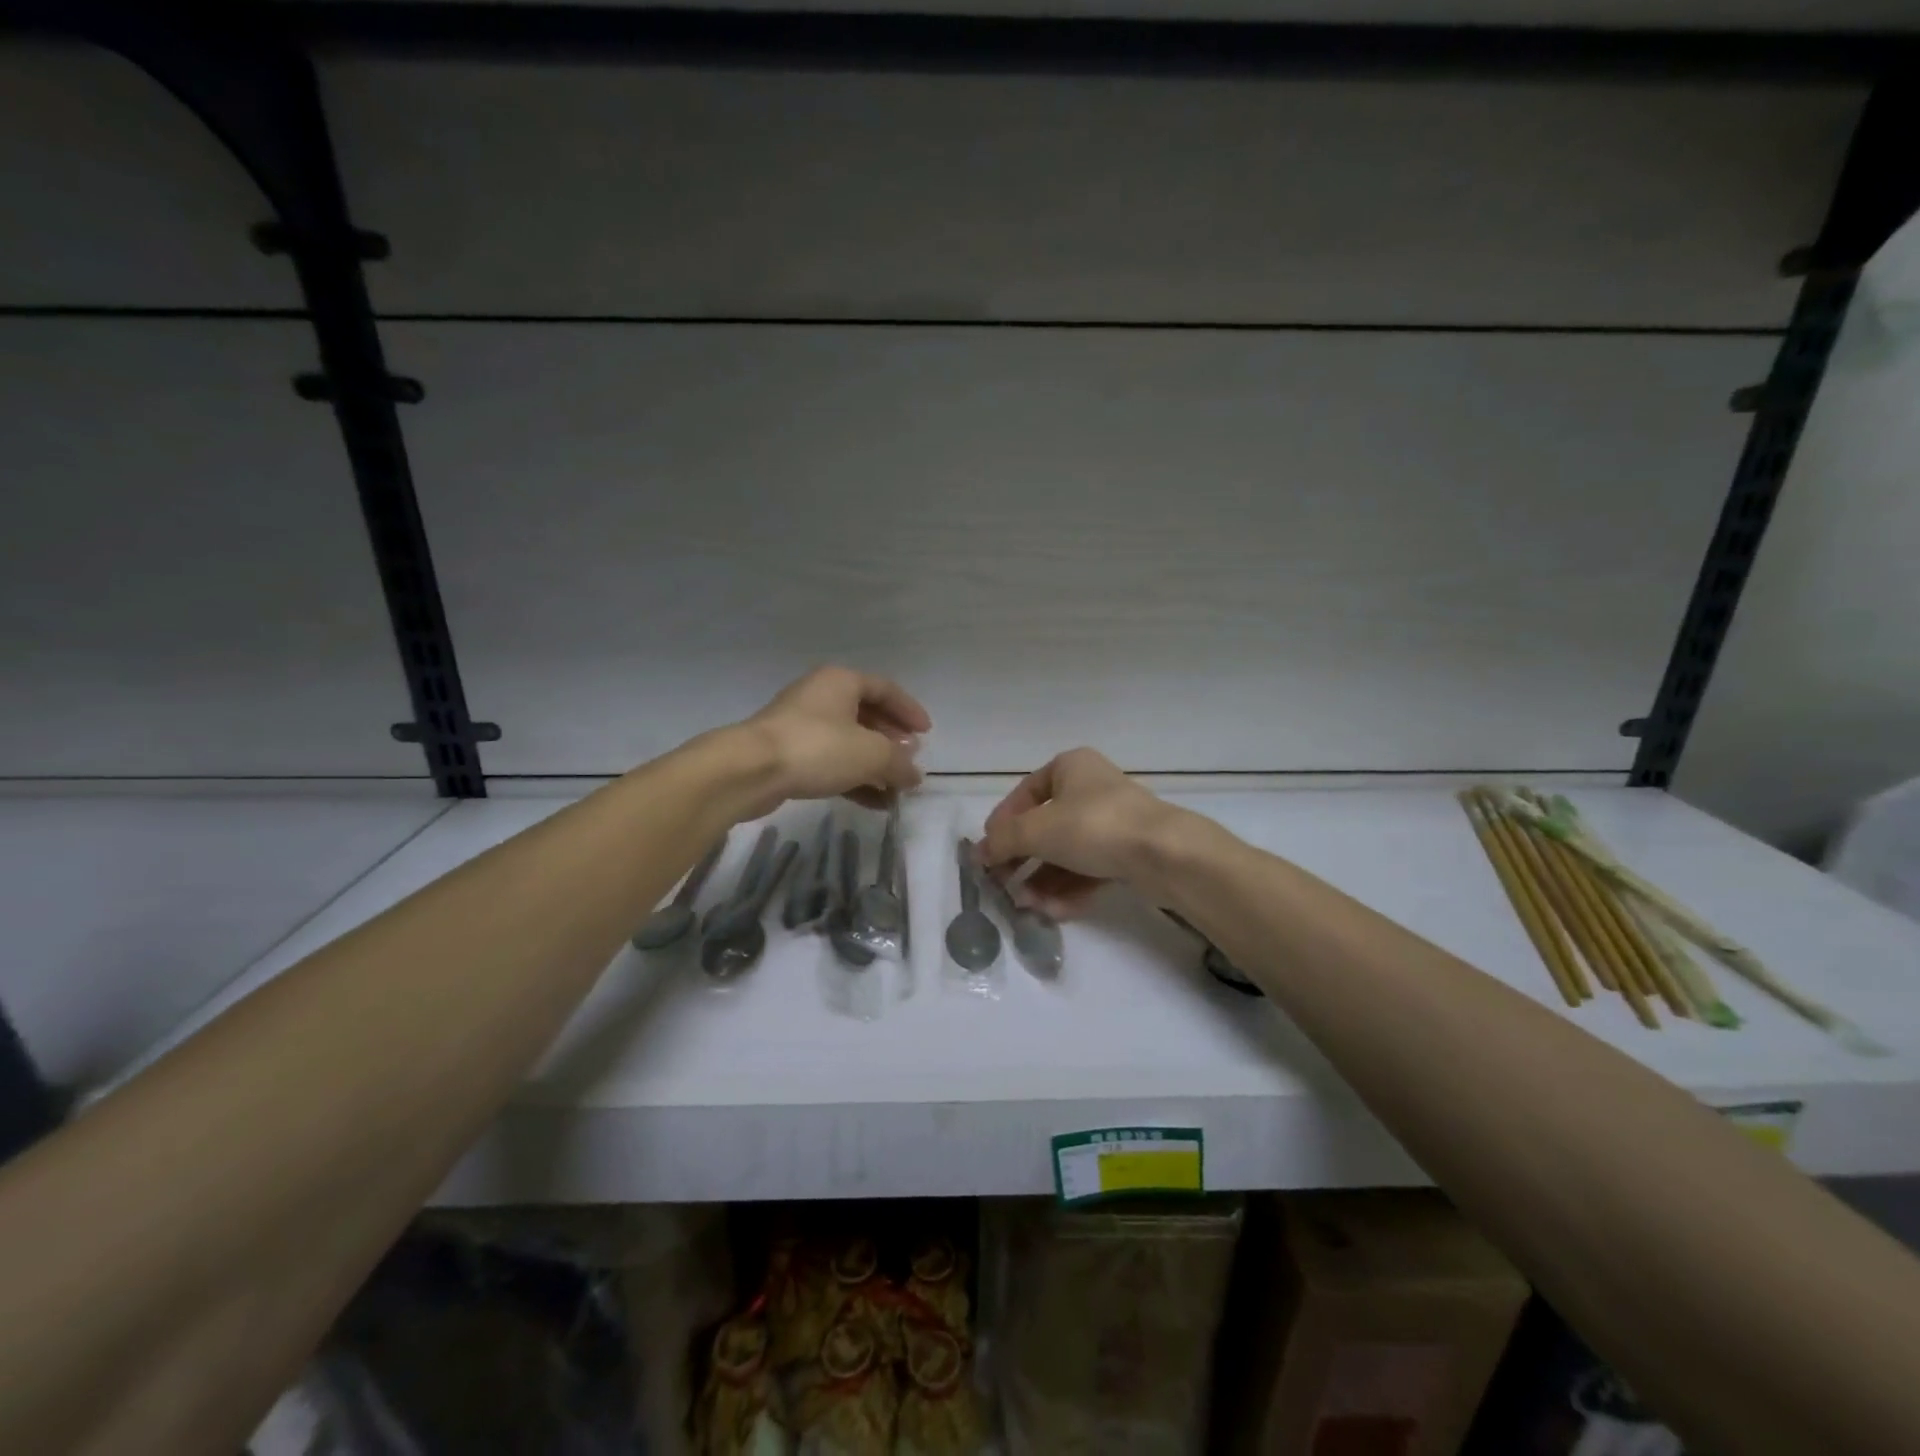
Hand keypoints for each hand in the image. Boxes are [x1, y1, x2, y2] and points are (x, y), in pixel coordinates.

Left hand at [736, 666, 929, 816]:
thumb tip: (914, 775)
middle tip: (909, 761)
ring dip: (875, 766)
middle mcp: (821, 696)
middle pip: (866, 715)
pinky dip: (854, 779)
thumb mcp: (871, 754)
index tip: (927, 734)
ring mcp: (802, 726)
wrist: (750, 770)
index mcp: (841, 681)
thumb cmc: (817, 747)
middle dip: (891, 741)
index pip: (885, 689)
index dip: (909, 710)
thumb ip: (899, 763)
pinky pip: (831, 763)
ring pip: (848, 742)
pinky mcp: (789, 754)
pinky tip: (875, 803)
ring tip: (896, 789)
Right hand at [978, 749, 1187, 918]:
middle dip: (1023, 860)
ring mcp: (1113, 821)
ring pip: (1067, 852)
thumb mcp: (1037, 830)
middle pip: (1046, 827)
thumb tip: (979, 853)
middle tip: (1004, 885)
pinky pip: (1090, 868)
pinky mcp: (1129, 852)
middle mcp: (1091, 789)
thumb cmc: (1093, 826)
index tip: (988, 852)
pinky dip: (1070, 888)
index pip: (1025, 793)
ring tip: (1028, 906)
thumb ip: (1003, 841)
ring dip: (1044, 880)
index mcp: (1070, 767)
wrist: (1164, 853)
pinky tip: (1054, 911)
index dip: (1002, 823)